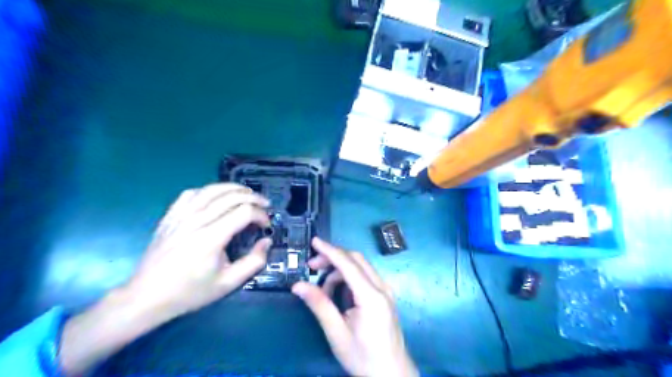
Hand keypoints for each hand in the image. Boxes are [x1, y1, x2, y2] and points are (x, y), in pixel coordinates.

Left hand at [61, 185, 271, 374]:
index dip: (261, 215)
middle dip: (253, 198)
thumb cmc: (190, 292)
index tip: (266, 225)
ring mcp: (181, 216)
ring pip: (212, 189)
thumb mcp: (228, 283)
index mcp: (211, 238)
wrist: (147, 297)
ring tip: (248, 194)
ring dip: (234, 188)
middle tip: (265, 205)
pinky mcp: (170, 216)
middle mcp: (196, 221)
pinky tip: (217, 197)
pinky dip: (209, 190)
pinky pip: (192, 193)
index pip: (244, 212)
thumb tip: (267, 241)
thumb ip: (254, 262)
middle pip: (231, 196)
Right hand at [292, 238, 417, 376]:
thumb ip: (319, 304)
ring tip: (323, 289)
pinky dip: (349, 277)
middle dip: (333, 257)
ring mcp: (385, 290)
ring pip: (361, 266)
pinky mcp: (385, 295)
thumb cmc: (363, 357)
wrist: (392, 375)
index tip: (314, 241)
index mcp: (371, 295)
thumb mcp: (337, 332)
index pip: (348, 263)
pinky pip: (365, 276)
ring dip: (340, 269)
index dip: (330, 250)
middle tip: (312, 266)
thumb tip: (298, 285)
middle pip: (356, 259)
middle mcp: (381, 286)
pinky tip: (339, 292)